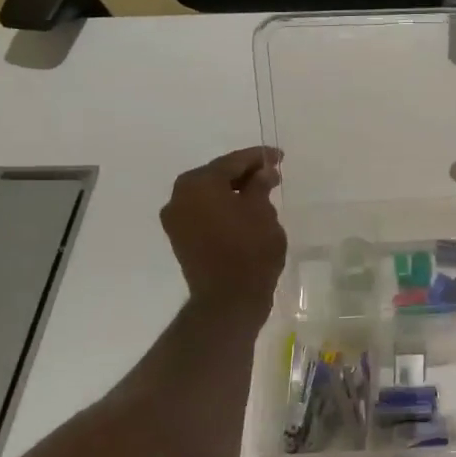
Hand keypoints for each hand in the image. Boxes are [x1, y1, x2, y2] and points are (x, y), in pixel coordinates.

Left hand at [161, 147, 286, 321]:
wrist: (229, 300)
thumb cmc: (249, 250)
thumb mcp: (262, 211)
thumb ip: (260, 185)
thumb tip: (262, 171)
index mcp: (198, 183)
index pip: (232, 162)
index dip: (259, 157)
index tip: (279, 156)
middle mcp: (180, 196)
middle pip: (217, 175)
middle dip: (245, 173)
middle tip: (271, 173)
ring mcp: (176, 219)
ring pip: (210, 195)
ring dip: (234, 191)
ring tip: (261, 192)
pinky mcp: (181, 238)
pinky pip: (204, 212)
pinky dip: (223, 207)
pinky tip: (245, 210)